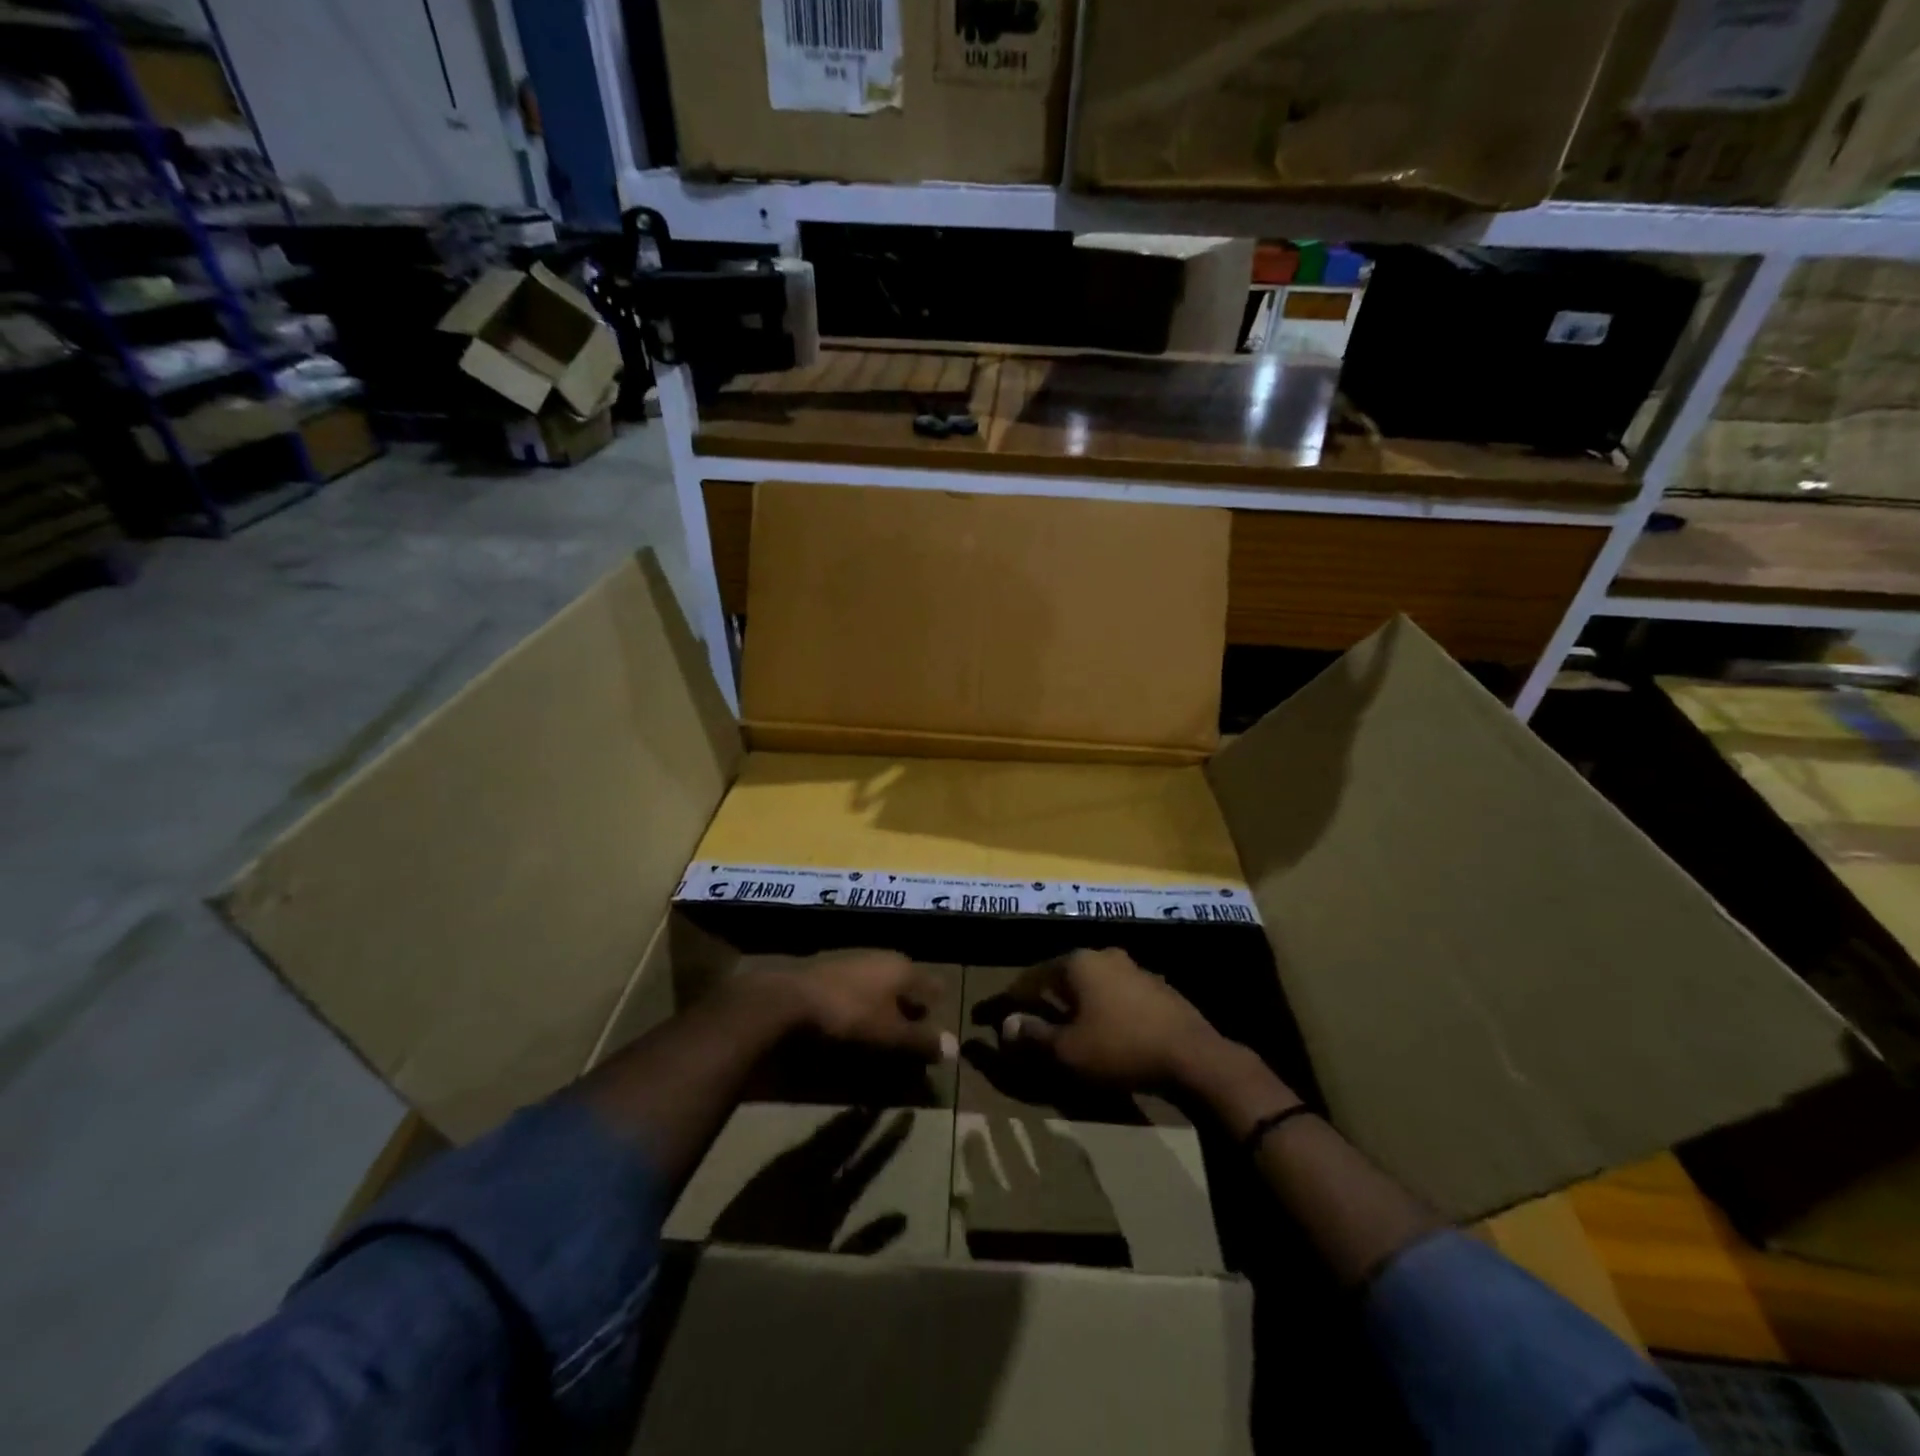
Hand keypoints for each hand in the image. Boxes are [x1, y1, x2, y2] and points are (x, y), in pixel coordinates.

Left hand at [786, 950, 955, 1063]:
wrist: (791, 998)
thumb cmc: (850, 1014)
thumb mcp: (890, 1033)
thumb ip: (921, 1040)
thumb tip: (954, 1047)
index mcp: (903, 967)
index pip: (933, 985)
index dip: (937, 1008)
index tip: (936, 1031)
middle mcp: (883, 957)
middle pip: (907, 983)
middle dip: (910, 1007)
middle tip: (909, 1034)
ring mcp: (855, 959)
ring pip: (881, 983)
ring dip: (884, 1005)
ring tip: (881, 1032)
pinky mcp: (830, 968)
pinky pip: (858, 986)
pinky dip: (862, 1002)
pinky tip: (852, 1021)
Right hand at [999, 948, 1225, 1090]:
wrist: (1193, 1056)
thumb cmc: (1120, 1048)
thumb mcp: (1068, 1050)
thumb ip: (1033, 1036)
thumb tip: (1006, 1026)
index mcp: (1077, 963)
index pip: (1030, 978)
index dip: (1008, 999)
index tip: (990, 1016)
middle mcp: (1102, 955)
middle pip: (1060, 976)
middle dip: (1041, 997)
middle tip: (1026, 1017)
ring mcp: (1132, 967)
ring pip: (1089, 983)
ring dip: (1072, 1001)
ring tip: (1062, 1023)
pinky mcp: (1155, 986)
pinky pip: (1113, 994)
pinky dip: (1099, 1007)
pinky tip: (1101, 1027)